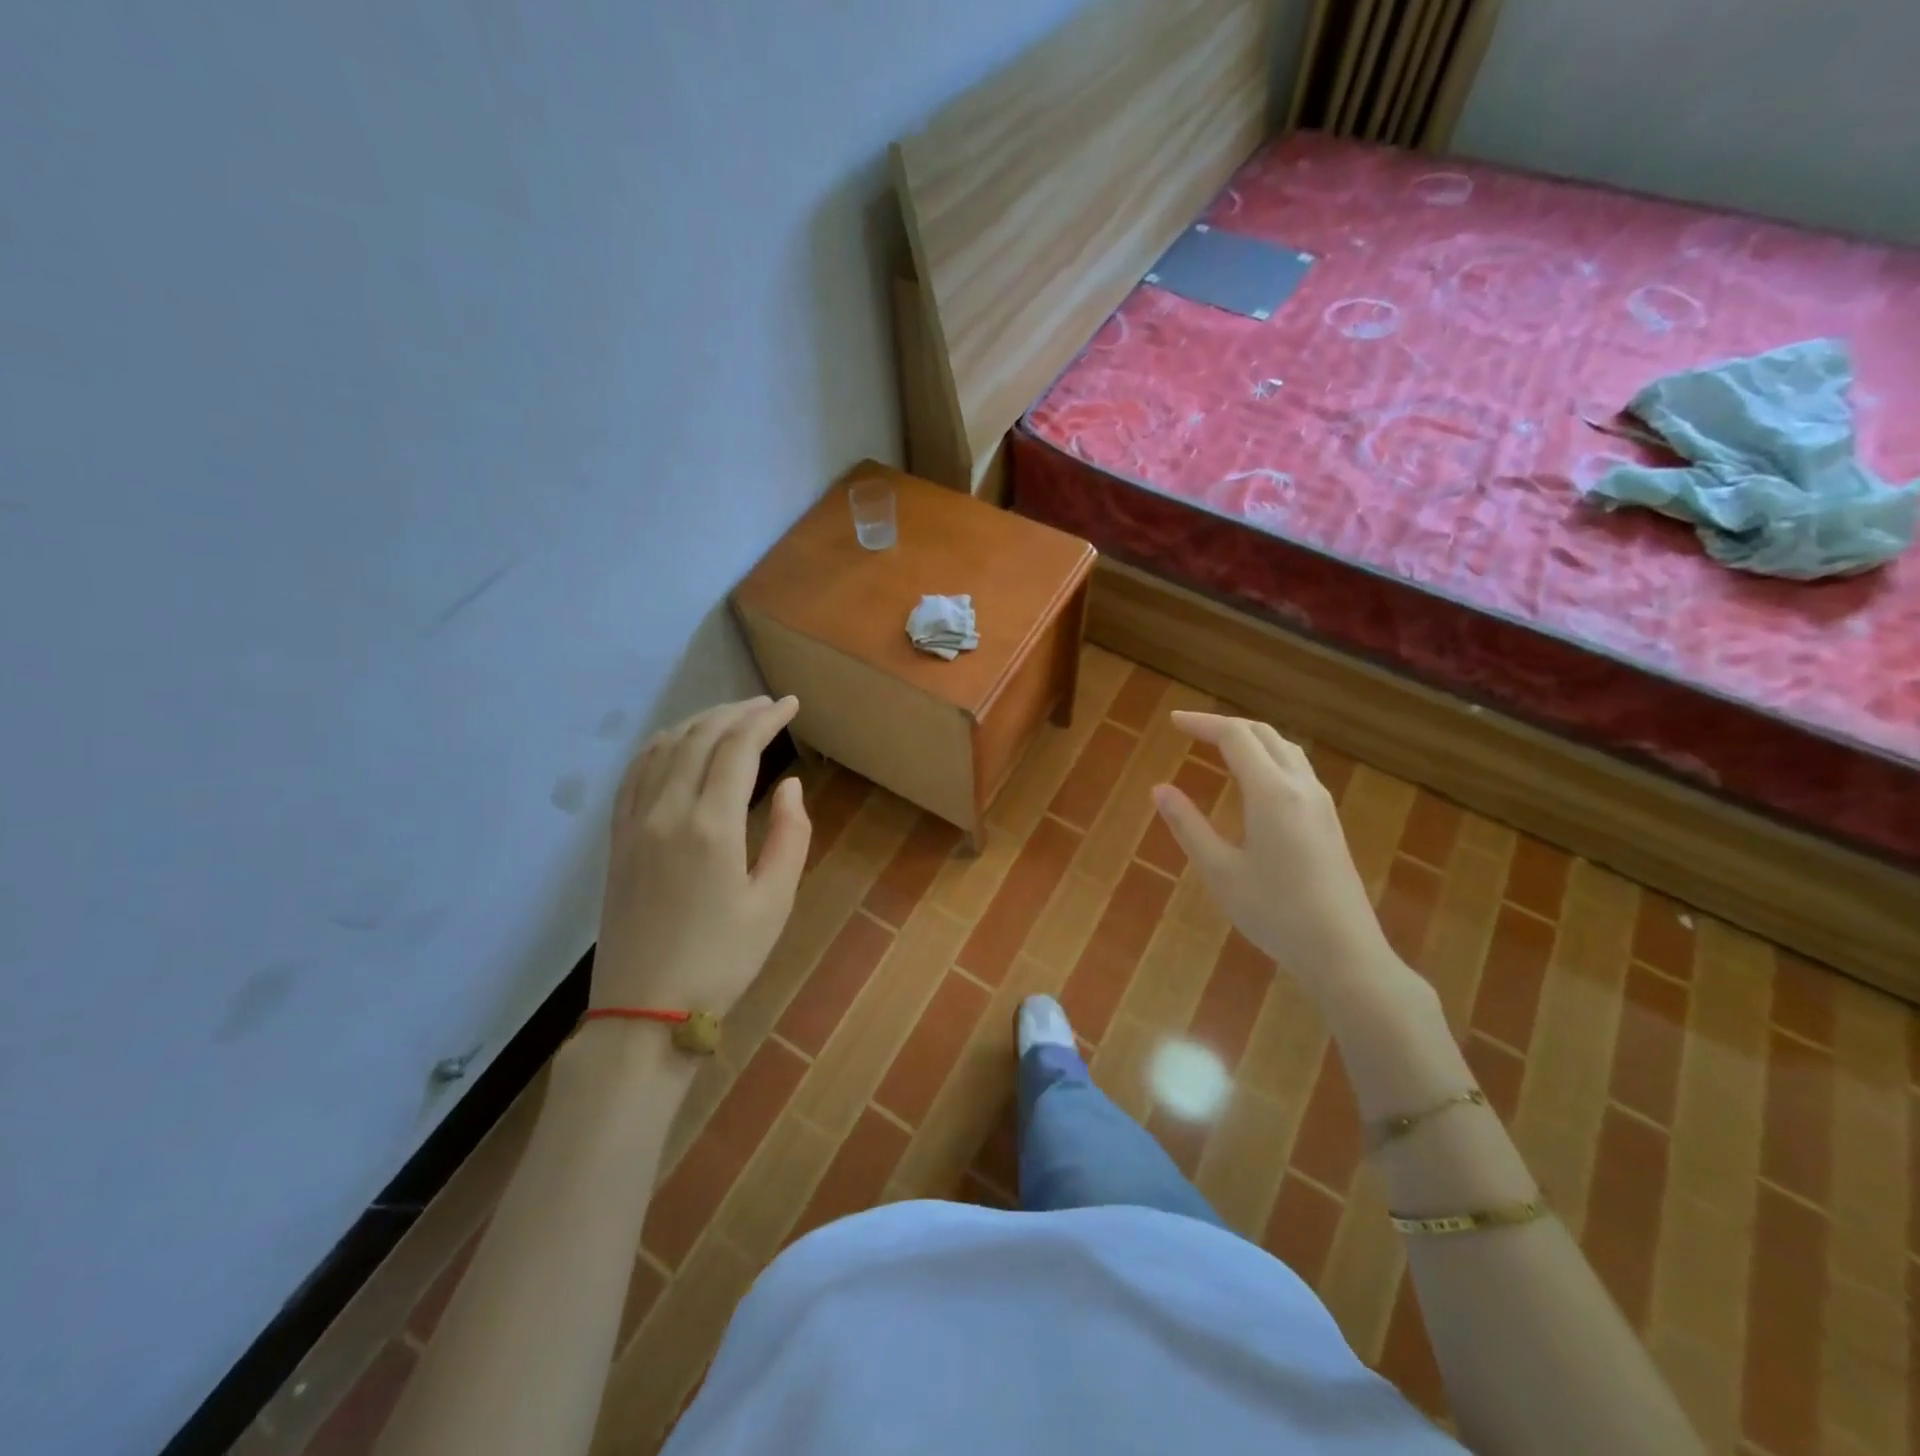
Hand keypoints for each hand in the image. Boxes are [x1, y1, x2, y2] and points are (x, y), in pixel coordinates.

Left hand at [592, 696, 810, 1014]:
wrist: (645, 1011)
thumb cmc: (722, 961)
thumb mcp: (774, 903)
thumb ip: (791, 837)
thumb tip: (790, 785)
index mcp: (711, 825)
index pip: (738, 747)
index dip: (766, 718)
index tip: (790, 704)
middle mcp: (667, 811)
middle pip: (701, 737)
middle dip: (737, 712)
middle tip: (767, 705)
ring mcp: (634, 822)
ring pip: (665, 747)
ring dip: (700, 722)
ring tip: (731, 718)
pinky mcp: (617, 839)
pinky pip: (635, 772)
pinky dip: (662, 745)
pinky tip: (678, 744)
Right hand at [1152, 711, 1394, 995]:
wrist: (1344, 952)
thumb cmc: (1275, 913)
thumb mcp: (1220, 871)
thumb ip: (1188, 826)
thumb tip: (1159, 789)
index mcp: (1271, 793)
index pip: (1235, 737)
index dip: (1202, 723)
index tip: (1173, 722)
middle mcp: (1300, 786)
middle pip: (1264, 734)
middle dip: (1226, 725)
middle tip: (1191, 731)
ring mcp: (1320, 803)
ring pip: (1285, 749)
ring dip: (1251, 738)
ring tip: (1220, 747)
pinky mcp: (1329, 821)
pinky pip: (1296, 769)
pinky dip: (1268, 757)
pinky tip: (1254, 781)